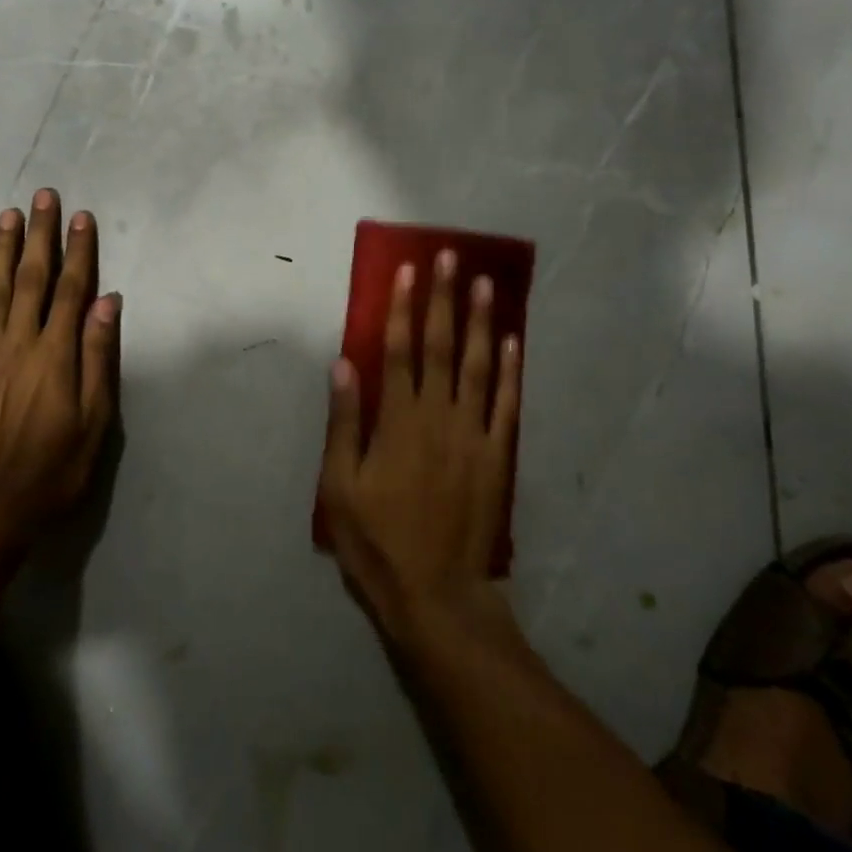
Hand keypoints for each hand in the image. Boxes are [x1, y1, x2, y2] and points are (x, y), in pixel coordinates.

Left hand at [0, 188, 119, 542]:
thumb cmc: (56, 466)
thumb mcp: (95, 419)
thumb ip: (99, 357)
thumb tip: (108, 302)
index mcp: (55, 354)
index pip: (71, 289)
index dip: (78, 250)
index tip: (81, 216)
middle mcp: (18, 344)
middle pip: (30, 278)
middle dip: (38, 235)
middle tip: (42, 196)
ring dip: (1, 250)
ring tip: (8, 216)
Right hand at [318, 249, 522, 639]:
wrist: (436, 595)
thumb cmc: (377, 541)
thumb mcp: (339, 487)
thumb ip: (343, 423)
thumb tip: (342, 363)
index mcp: (397, 421)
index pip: (400, 351)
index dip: (403, 308)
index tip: (408, 270)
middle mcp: (437, 417)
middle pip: (441, 347)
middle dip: (444, 299)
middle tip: (451, 257)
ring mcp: (473, 435)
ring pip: (477, 367)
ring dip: (480, 322)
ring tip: (485, 283)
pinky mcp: (497, 456)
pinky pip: (506, 405)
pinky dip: (510, 371)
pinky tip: (512, 340)